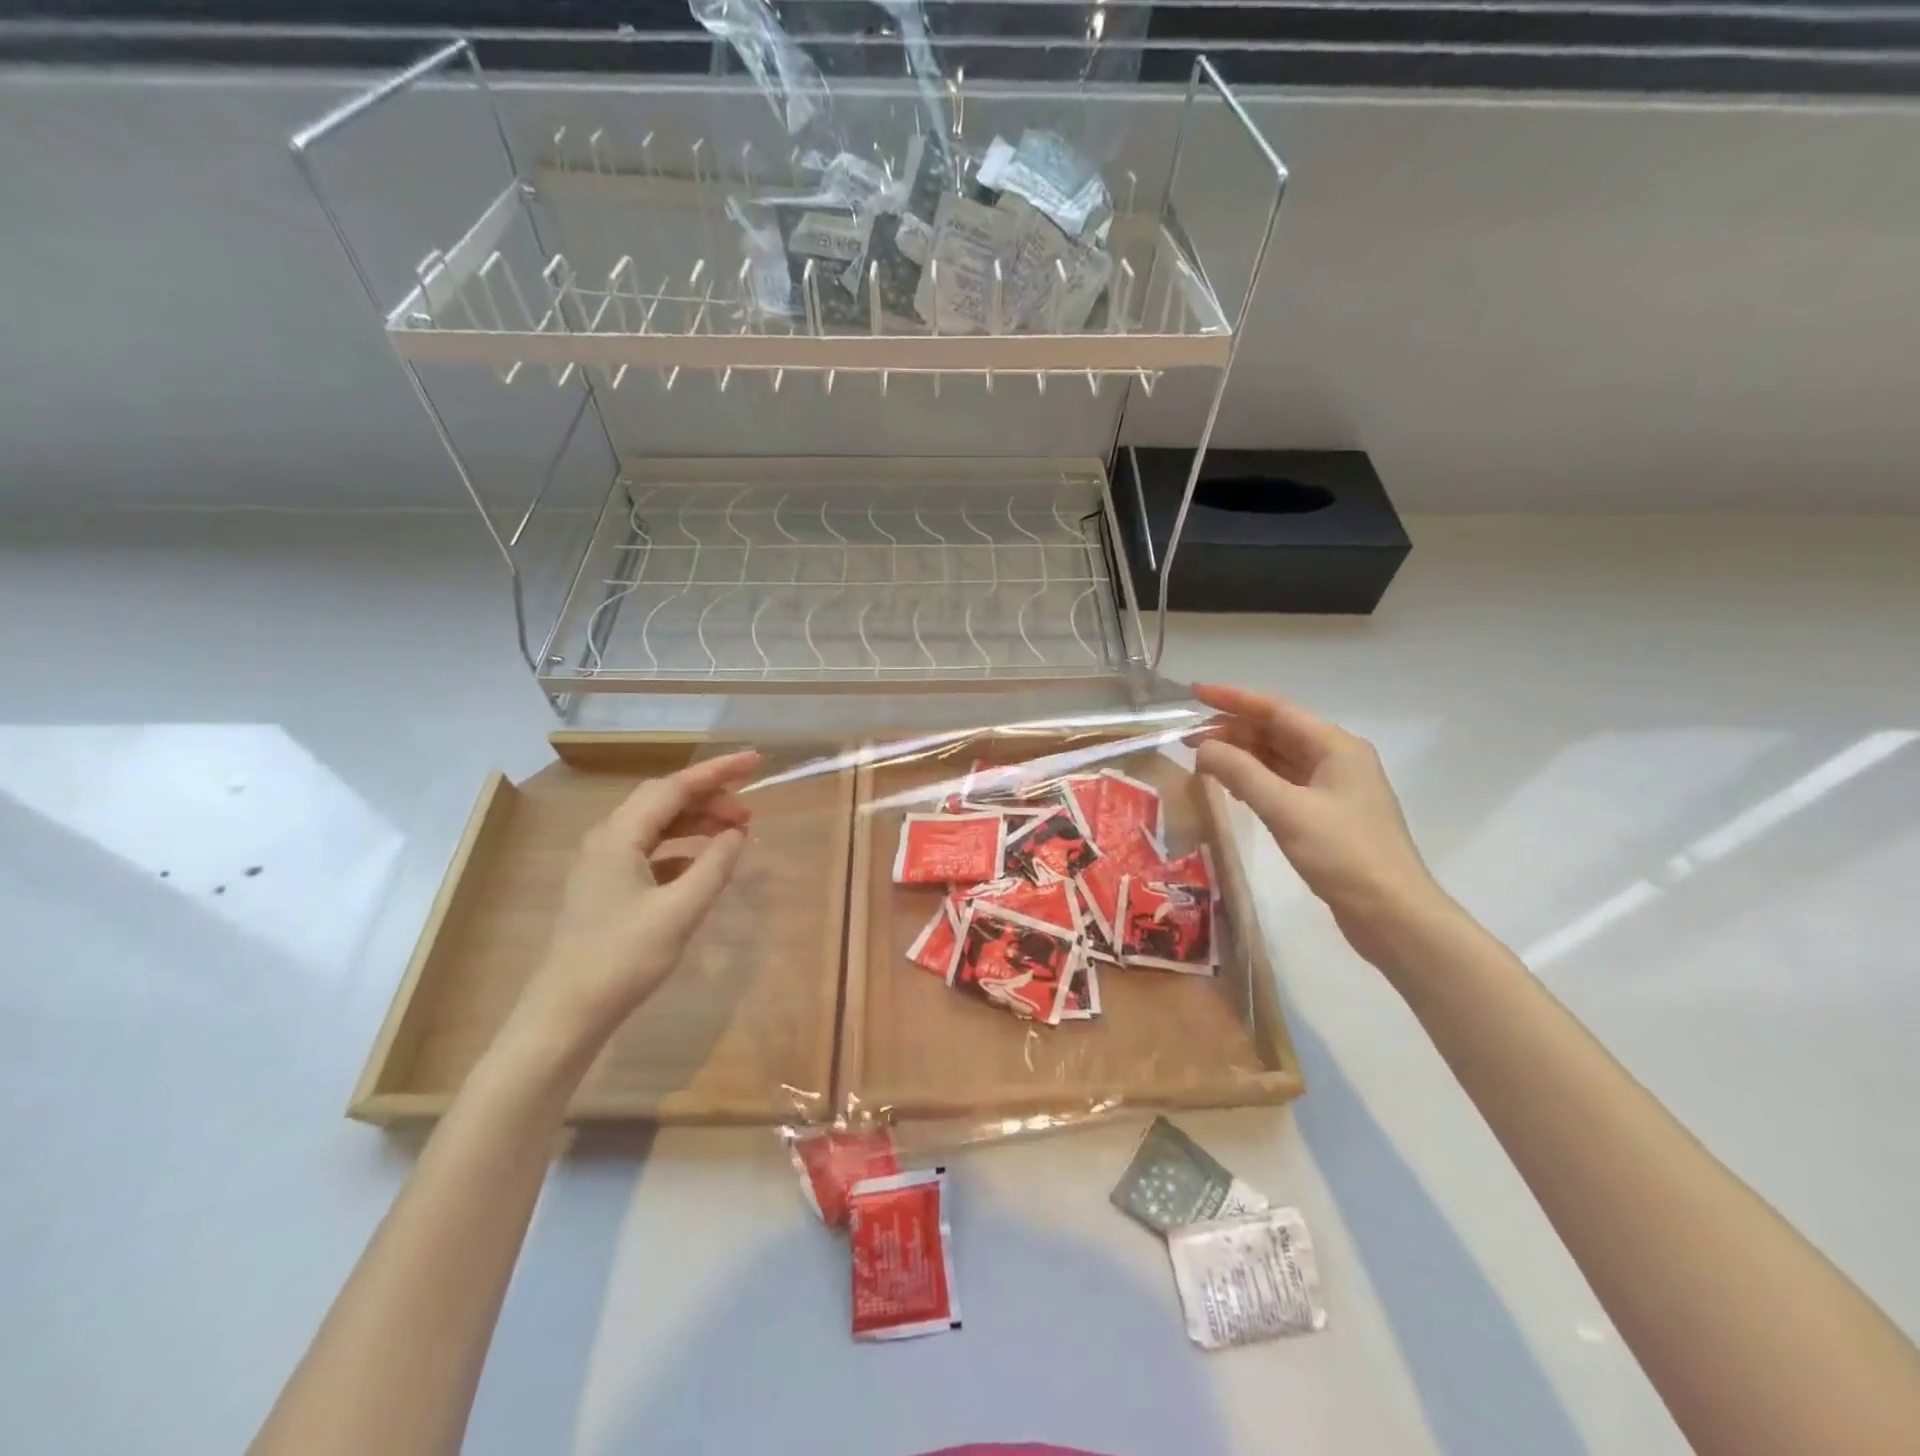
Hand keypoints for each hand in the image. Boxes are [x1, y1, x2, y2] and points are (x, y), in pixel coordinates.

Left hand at [511, 751, 761, 1053]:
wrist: (566, 1013)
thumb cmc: (623, 959)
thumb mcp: (680, 911)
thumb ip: (714, 866)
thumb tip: (737, 834)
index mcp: (620, 835)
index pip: (676, 786)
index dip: (719, 771)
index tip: (756, 761)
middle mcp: (608, 838)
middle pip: (665, 799)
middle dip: (710, 796)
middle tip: (750, 813)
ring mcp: (603, 862)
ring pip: (657, 824)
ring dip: (697, 821)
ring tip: (735, 833)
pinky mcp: (606, 885)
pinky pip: (651, 848)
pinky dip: (683, 846)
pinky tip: (704, 862)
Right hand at [1192, 685, 1451, 968]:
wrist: (1393, 914)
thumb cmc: (1343, 854)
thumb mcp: (1286, 809)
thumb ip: (1241, 773)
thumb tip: (1203, 748)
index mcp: (1335, 746)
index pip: (1276, 710)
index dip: (1233, 699)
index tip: (1194, 693)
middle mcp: (1337, 759)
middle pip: (1277, 732)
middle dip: (1233, 730)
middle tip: (1188, 737)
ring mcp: (1334, 789)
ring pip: (1279, 759)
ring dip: (1242, 756)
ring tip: (1202, 760)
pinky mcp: (1328, 816)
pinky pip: (1284, 784)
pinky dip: (1255, 781)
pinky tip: (1233, 789)